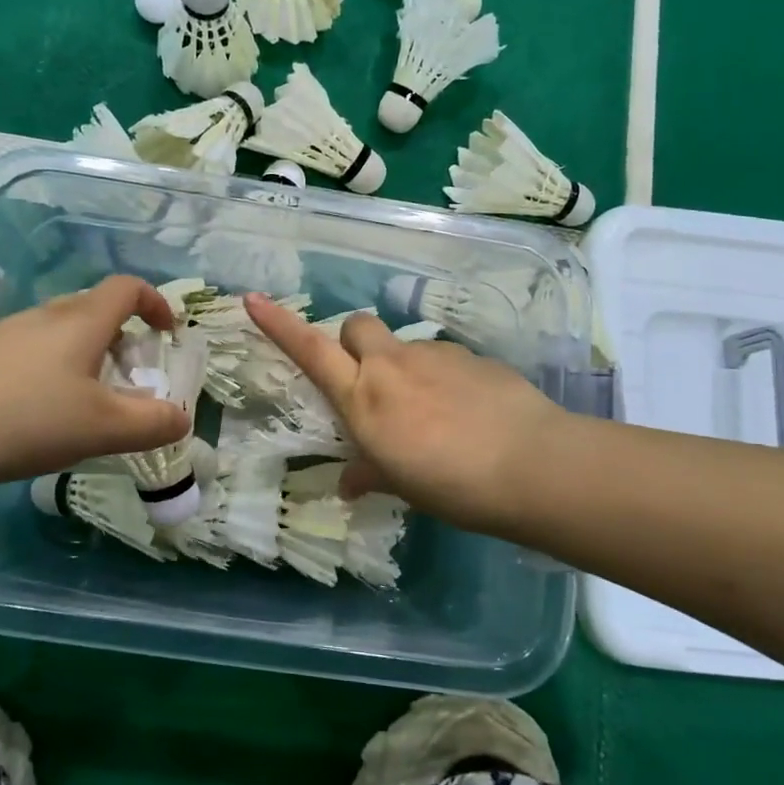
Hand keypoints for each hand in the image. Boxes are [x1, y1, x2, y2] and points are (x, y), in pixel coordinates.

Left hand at [0, 276, 190, 488]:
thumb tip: (180, 419)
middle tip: (134, 378)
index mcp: (82, 320)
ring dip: (90, 357)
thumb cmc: (24, 419)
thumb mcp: (102, 428)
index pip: (129, 288)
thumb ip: (151, 423)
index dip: (156, 303)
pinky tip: (46, 416)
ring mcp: (10, 335)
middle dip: (125, 337)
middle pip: (97, 308)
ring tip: (92, 404)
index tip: (168, 335)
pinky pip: (36, 354)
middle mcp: (47, 316)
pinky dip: (58, 373)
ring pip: (64, 333)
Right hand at [245, 293, 563, 533]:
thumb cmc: (451, 484)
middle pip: (356, 325)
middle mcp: (392, 365)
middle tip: (369, 380)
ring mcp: (435, 355)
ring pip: (403, 345)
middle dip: (353, 342)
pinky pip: (444, 358)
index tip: (253, 299)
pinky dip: (442, 376)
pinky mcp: (473, 355)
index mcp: (363, 397)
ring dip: (403, 366)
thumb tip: (348, 484)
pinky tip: (466, 409)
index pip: (310, 350)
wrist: (530, 464)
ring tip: (431, 410)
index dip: (279, 324)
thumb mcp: (402, 485)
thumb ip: (370, 474)